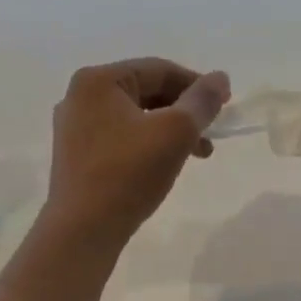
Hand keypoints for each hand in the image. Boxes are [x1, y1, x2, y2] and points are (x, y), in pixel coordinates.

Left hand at [43, 58, 230, 249]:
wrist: (82, 230)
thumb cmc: (128, 174)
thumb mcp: (175, 132)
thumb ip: (201, 101)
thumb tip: (220, 78)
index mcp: (98, 80)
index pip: (159, 70)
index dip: (197, 84)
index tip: (226, 105)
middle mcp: (79, 97)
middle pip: (145, 92)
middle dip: (184, 111)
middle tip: (211, 134)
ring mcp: (74, 129)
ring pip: (135, 118)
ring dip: (169, 131)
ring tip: (197, 155)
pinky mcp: (76, 157)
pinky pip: (120, 139)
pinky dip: (148, 145)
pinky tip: (164, 165)